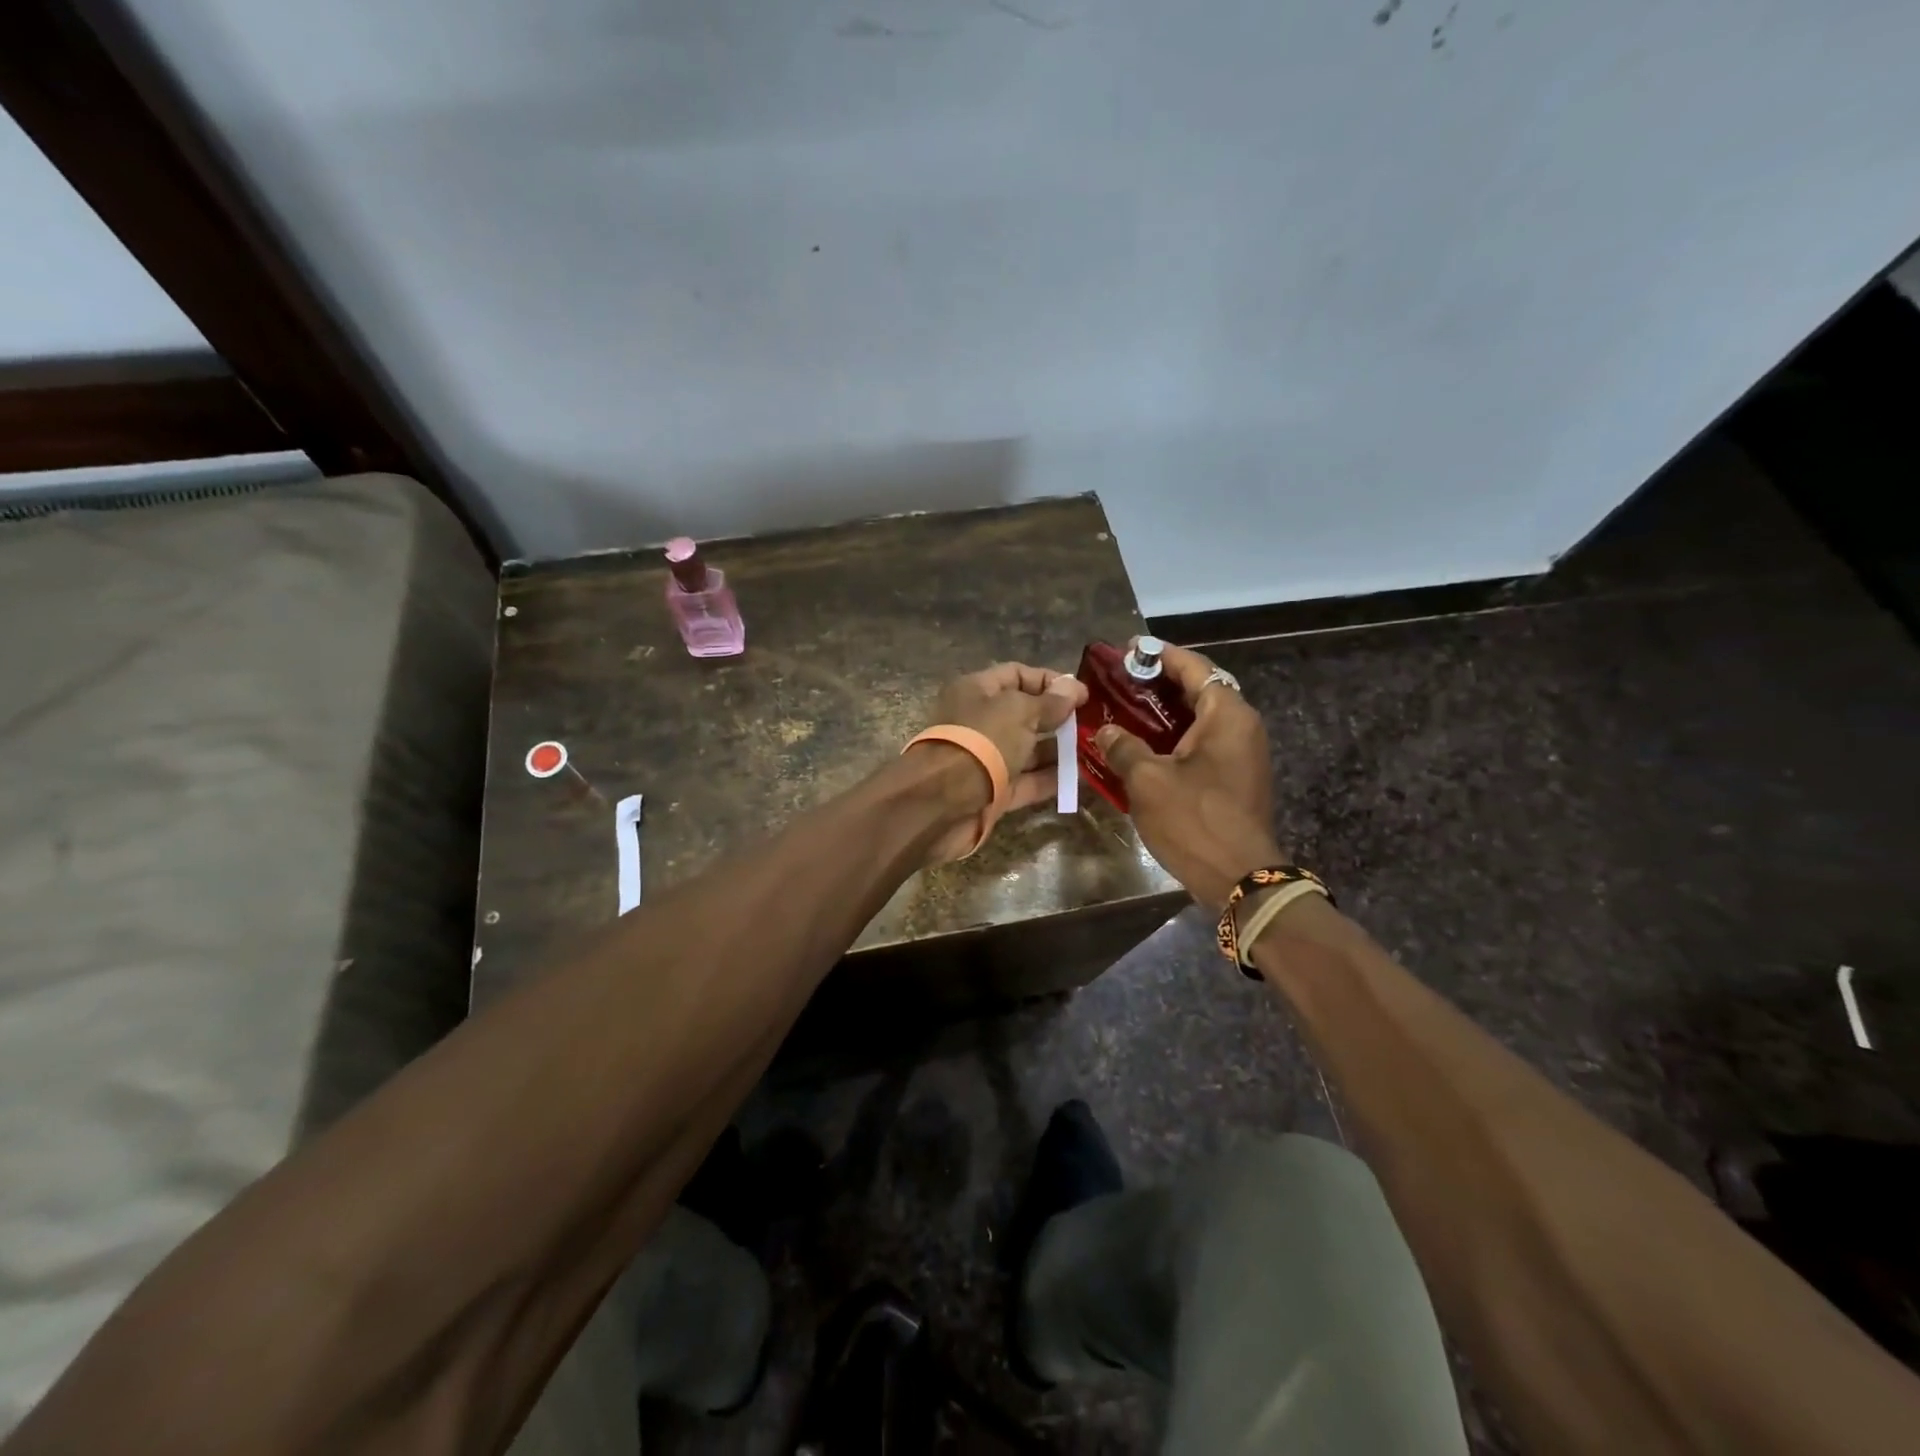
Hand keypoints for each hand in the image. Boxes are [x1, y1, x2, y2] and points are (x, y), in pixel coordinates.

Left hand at [913, 662, 1086, 862]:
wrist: (940, 803)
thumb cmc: (980, 742)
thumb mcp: (1019, 712)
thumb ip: (1049, 702)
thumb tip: (1074, 687)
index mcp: (976, 691)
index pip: (1017, 675)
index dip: (1050, 681)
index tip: (1084, 695)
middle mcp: (979, 722)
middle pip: (1024, 714)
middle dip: (1058, 718)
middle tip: (1094, 725)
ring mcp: (985, 759)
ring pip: (1027, 750)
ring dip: (1058, 750)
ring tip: (1094, 751)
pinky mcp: (992, 792)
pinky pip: (1026, 781)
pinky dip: (1050, 779)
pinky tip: (1080, 778)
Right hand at [1093, 641, 1280, 908]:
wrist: (1240, 879)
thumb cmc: (1194, 821)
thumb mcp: (1147, 781)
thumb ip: (1123, 747)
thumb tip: (1105, 730)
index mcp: (1227, 715)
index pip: (1194, 667)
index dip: (1160, 655)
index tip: (1129, 649)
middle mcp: (1242, 726)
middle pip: (1200, 689)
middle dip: (1160, 683)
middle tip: (1121, 681)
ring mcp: (1243, 754)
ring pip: (1200, 719)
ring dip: (1165, 712)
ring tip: (1126, 709)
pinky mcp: (1237, 777)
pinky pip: (1203, 743)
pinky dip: (1175, 737)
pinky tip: (1143, 746)